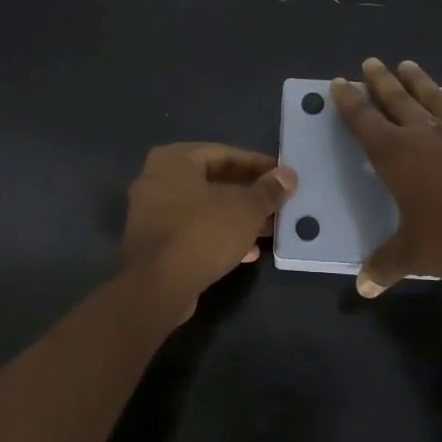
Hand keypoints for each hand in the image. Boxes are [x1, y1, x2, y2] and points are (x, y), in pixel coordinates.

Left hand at [122, 143, 297, 315]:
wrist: (157, 287)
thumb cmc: (202, 233)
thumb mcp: (245, 209)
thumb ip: (268, 190)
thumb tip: (288, 175)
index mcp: (174, 160)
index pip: (225, 153)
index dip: (259, 166)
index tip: (283, 178)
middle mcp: (157, 179)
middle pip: (214, 181)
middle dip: (249, 195)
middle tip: (279, 205)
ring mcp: (152, 213)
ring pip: (205, 209)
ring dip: (237, 218)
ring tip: (269, 229)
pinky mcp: (155, 243)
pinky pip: (194, 231)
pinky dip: (219, 236)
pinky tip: (248, 252)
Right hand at [331, 59, 441, 297]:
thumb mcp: (413, 255)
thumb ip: (385, 265)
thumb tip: (363, 287)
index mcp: (396, 155)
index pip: (364, 120)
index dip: (349, 101)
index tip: (340, 83)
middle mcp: (425, 134)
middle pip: (396, 98)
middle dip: (380, 80)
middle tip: (371, 62)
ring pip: (433, 98)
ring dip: (418, 81)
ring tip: (408, 65)